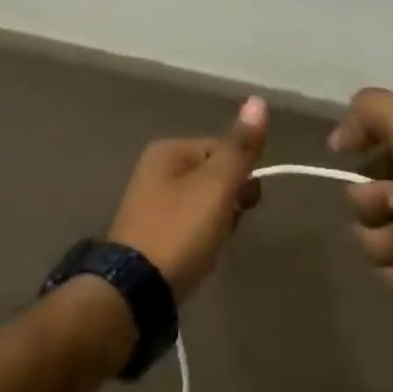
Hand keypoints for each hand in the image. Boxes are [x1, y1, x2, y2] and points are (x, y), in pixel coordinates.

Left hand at [107, 96, 268, 301]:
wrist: (134, 291)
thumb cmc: (180, 229)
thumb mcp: (217, 184)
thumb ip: (240, 147)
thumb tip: (257, 100)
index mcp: (168, 150)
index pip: (223, 149)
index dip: (242, 175)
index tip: (244, 203)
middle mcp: (154, 170)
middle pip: (214, 176)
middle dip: (230, 201)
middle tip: (226, 225)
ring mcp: (150, 204)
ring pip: (205, 203)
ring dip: (217, 222)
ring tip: (211, 244)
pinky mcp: (150, 235)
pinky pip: (189, 226)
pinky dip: (200, 239)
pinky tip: (198, 255)